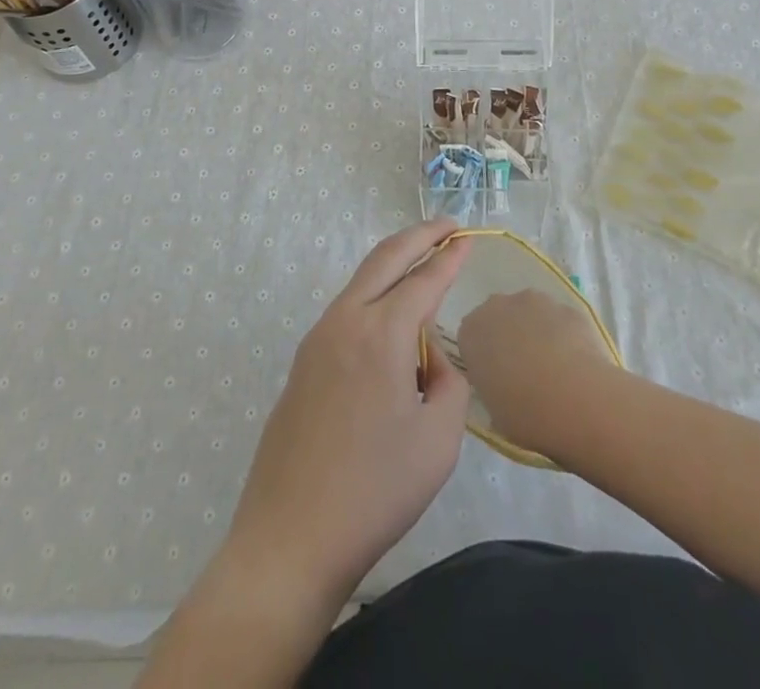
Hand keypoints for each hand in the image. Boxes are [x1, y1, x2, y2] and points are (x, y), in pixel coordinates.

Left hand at [223, 218, 471, 602]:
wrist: (291, 535)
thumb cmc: (375, 490)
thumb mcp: (438, 441)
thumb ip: (449, 384)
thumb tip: (430, 360)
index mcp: (381, 333)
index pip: (424, 279)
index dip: (450, 257)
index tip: (468, 237)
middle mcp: (345, 320)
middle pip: (385, 258)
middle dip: (419, 236)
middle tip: (447, 225)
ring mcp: (317, 338)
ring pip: (361, 281)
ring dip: (394, 265)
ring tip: (424, 265)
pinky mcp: (304, 361)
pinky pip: (347, 311)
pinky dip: (375, 297)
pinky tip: (391, 322)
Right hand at [458, 288, 617, 456]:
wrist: (576, 401)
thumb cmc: (525, 413)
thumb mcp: (493, 410)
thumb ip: (490, 385)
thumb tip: (502, 384)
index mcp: (471, 331)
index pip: (470, 338)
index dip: (483, 359)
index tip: (495, 380)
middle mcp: (497, 306)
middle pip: (499, 317)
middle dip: (508, 337)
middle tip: (523, 372)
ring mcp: (534, 301)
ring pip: (530, 314)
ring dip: (536, 332)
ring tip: (554, 369)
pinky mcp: (566, 306)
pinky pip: (560, 321)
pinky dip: (564, 336)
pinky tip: (576, 365)